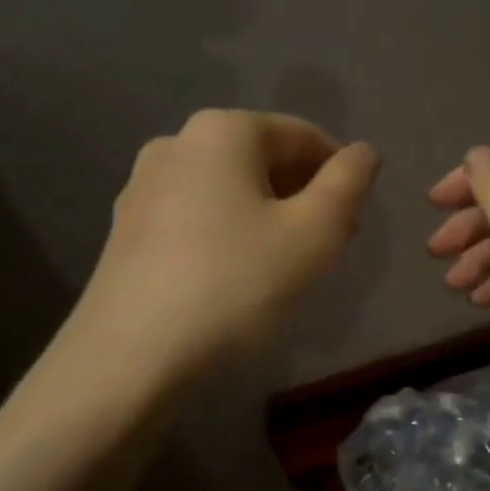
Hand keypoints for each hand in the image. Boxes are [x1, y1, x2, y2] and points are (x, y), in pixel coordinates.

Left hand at [64, 110, 379, 384]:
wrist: (129, 359)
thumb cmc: (234, 285)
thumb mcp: (313, 234)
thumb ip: (348, 184)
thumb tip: (364, 152)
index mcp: (222, 131)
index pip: (303, 135)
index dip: (339, 174)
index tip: (353, 223)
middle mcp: (176, 143)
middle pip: (262, 158)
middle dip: (303, 194)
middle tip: (326, 247)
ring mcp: (143, 186)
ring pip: (228, 188)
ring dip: (267, 215)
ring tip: (284, 266)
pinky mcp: (126, 229)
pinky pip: (195, 215)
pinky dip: (228, 233)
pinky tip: (235, 277)